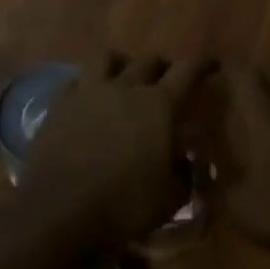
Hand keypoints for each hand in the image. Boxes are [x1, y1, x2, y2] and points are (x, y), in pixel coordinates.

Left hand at [26, 53, 214, 241]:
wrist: (58, 210)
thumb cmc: (124, 204)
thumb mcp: (172, 197)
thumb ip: (184, 172)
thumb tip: (184, 160)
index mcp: (160, 105)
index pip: (188, 70)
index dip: (203, 64)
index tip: (211, 65)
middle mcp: (126, 88)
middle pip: (149, 60)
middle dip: (163, 67)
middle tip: (168, 81)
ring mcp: (89, 92)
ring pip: (107, 58)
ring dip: (122, 64)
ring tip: (124, 79)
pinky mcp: (59, 105)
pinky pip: (76, 81)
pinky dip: (87, 85)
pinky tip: (89, 99)